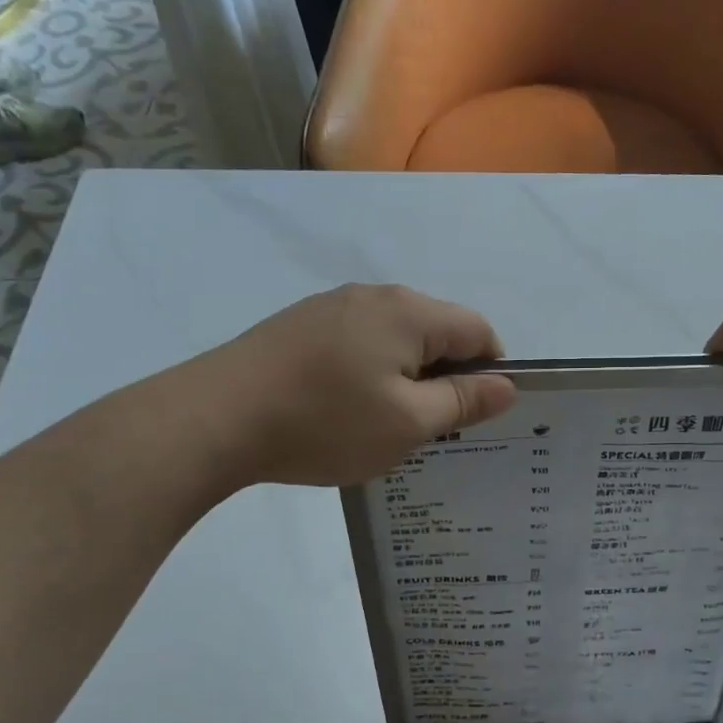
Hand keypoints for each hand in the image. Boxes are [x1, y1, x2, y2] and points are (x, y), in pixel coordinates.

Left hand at [204, 283, 517, 487]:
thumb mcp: (407, 423)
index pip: (478, 330)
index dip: (490, 371)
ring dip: (406, 376)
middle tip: (431, 427)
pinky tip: (343, 409)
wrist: (214, 418)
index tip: (474, 414)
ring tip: (385, 423)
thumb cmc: (325, 423)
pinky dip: (368, 372)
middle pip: (436, 329)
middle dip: (446, 375)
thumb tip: (508, 385)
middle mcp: (374, 295)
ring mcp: (331, 306)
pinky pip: (357, 343)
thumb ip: (463, 401)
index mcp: (409, 312)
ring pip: (395, 338)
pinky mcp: (299, 325)